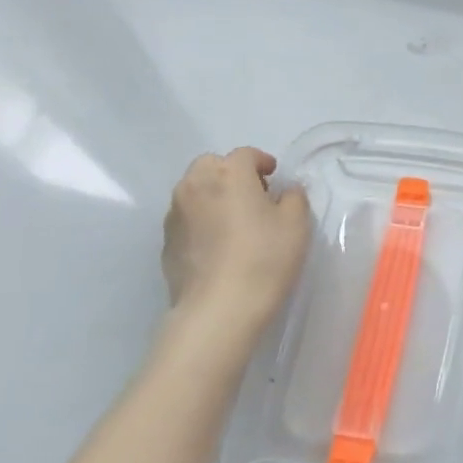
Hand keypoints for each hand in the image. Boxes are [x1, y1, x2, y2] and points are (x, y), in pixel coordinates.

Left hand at [160, 148, 310, 352]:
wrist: (219, 308)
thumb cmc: (265, 258)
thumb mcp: (296, 224)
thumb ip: (294, 198)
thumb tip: (285, 191)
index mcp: (229, 174)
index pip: (245, 154)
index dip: (262, 162)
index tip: (275, 177)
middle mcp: (195, 185)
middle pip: (211, 165)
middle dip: (231, 173)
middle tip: (253, 195)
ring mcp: (175, 214)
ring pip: (194, 190)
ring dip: (213, 195)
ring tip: (234, 220)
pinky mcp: (166, 242)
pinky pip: (186, 217)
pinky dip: (201, 220)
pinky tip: (218, 244)